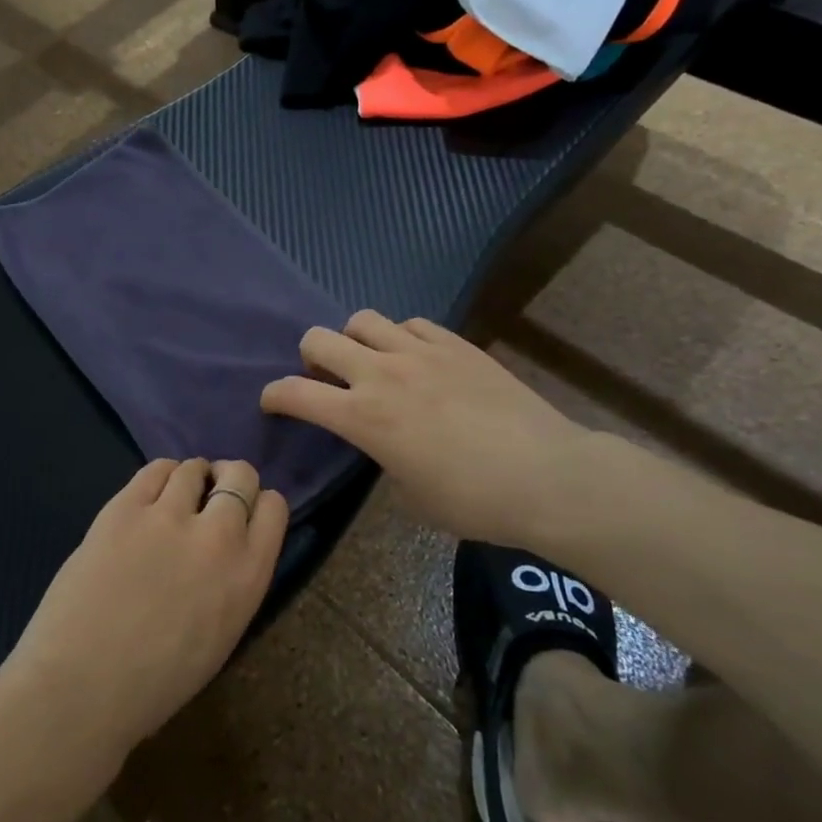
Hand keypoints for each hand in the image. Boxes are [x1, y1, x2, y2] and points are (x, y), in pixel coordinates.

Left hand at [2, 459, 288, 764]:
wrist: (83, 686)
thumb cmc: (155, 683)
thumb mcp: (220, 634)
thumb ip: (231, 582)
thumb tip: (223, 550)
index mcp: (249, 576)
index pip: (274, 508)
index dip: (257, 504)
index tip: (241, 513)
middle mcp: (218, 535)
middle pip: (240, 475)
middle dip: (229, 480)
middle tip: (210, 497)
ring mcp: (168, 516)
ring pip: (193, 468)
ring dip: (190, 478)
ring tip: (174, 498)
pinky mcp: (124, 507)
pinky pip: (154, 469)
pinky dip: (159, 476)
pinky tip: (149, 496)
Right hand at [261, 311, 588, 550]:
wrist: (548, 476)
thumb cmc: (474, 501)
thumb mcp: (410, 494)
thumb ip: (383, 457)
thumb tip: (385, 441)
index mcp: (363, 418)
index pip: (294, 393)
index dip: (273, 396)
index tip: (272, 403)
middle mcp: (381, 374)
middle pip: (318, 339)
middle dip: (309, 358)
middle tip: (325, 378)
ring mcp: (420, 352)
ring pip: (362, 320)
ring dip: (354, 340)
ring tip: (371, 361)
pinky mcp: (456, 344)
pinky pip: (411, 323)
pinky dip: (401, 337)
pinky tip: (417, 358)